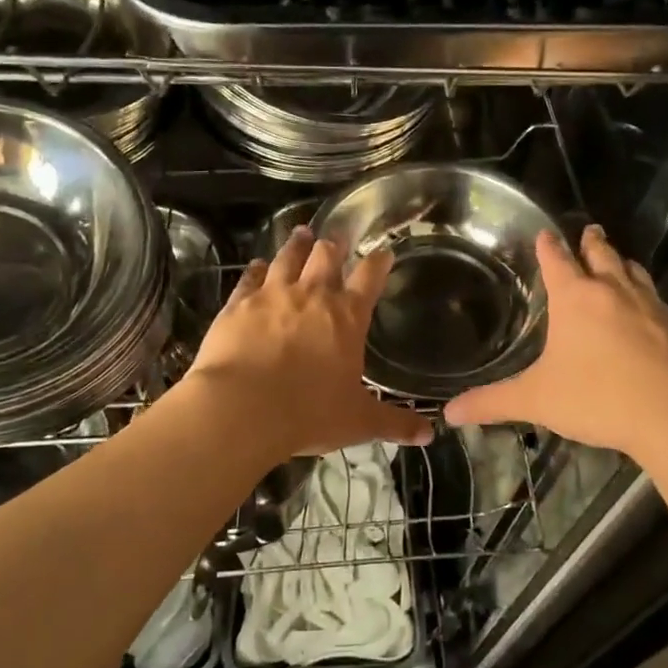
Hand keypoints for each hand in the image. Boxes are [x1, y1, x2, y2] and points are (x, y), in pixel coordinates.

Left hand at [186, 226, 432, 455]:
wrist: (241, 408)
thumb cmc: (308, 413)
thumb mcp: (358, 422)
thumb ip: (394, 423)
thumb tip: (430, 434)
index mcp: (347, 316)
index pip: (370, 277)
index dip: (379, 262)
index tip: (384, 252)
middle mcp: (312, 295)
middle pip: (326, 256)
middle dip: (335, 245)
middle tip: (338, 238)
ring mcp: (272, 295)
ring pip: (288, 257)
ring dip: (297, 245)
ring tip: (302, 233)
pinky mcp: (238, 304)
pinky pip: (250, 278)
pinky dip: (257, 269)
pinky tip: (259, 265)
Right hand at [444, 225, 667, 460]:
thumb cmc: (598, 397)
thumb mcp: (537, 400)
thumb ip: (493, 403)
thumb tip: (449, 413)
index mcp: (575, 298)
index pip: (557, 260)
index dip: (548, 245)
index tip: (545, 232)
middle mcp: (613, 291)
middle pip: (601, 255)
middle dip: (591, 242)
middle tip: (588, 230)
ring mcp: (651, 305)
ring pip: (633, 272)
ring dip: (622, 263)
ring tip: (617, 261)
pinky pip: (658, 299)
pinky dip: (647, 295)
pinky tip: (648, 310)